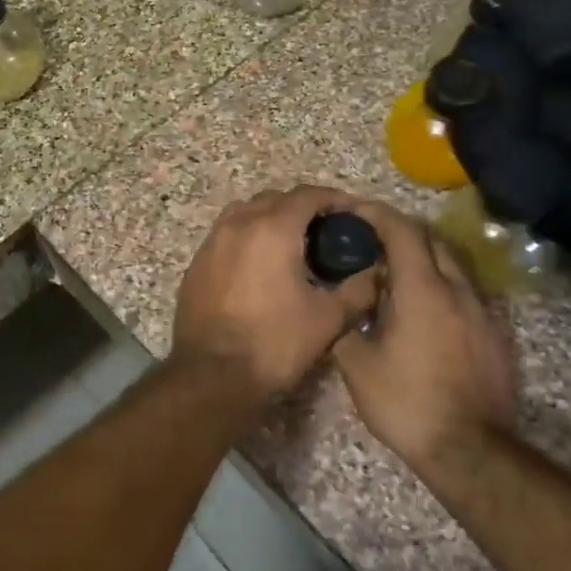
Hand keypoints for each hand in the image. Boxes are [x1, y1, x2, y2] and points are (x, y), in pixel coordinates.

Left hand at [171, 185, 380, 397]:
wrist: (211, 375)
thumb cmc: (274, 343)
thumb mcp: (328, 319)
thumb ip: (358, 289)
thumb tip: (375, 272)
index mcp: (273, 228)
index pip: (308, 195)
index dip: (334, 199)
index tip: (352, 212)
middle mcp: (238, 225)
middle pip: (274, 199)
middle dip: (301, 207)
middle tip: (324, 231)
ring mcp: (211, 243)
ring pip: (244, 214)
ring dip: (270, 219)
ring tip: (290, 245)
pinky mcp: (195, 265)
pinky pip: (225, 237)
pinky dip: (246, 240)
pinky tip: (258, 267)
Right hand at [333, 203, 518, 472]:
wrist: (470, 448)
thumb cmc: (407, 402)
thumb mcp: (358, 366)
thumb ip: (343, 324)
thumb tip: (336, 303)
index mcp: (422, 289)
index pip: (402, 231)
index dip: (377, 213)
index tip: (353, 210)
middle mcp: (457, 289)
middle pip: (430, 240)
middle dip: (399, 232)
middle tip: (368, 241)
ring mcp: (481, 311)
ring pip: (451, 265)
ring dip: (421, 258)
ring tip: (391, 274)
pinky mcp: (493, 333)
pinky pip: (463, 292)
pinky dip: (439, 284)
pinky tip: (421, 310)